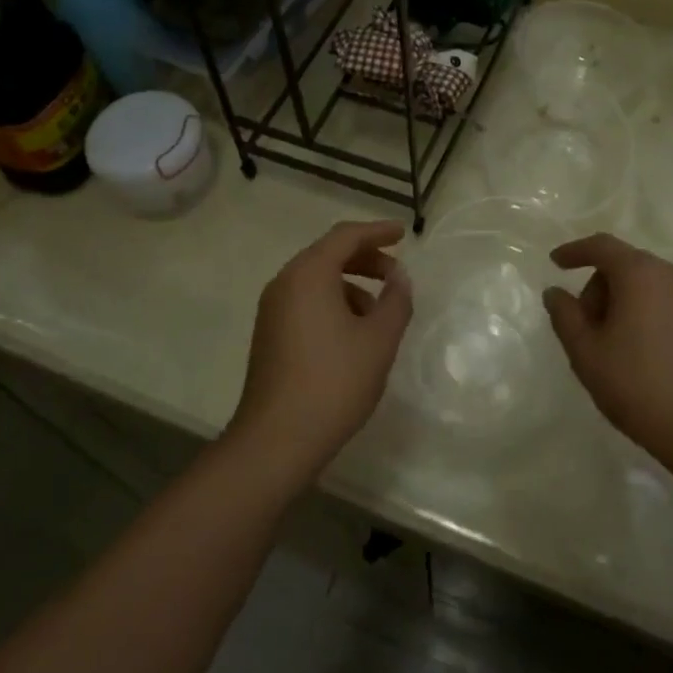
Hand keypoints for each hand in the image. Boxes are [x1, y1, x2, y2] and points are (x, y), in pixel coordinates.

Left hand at [228, 219, 413, 480]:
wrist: (276, 440)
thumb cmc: (334, 382)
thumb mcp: (379, 340)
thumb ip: (396, 300)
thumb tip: (400, 276)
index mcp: (309, 274)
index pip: (346, 236)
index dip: (377, 231)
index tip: (403, 234)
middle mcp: (285, 282)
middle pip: (329, 254)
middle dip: (366, 258)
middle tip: (396, 274)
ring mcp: (273, 308)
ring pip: (317, 279)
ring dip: (351, 284)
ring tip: (380, 311)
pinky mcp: (269, 333)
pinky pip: (306, 300)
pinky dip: (333, 302)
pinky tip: (354, 333)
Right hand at [542, 233, 672, 471]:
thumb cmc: (638, 385)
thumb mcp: (586, 353)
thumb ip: (565, 315)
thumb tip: (555, 293)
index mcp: (640, 273)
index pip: (601, 247)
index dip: (575, 251)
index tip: (555, 263)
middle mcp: (671, 274)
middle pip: (623, 265)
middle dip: (597, 289)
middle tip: (584, 329)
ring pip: (645, 284)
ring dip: (621, 302)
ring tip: (611, 345)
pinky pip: (665, 300)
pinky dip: (644, 311)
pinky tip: (638, 350)